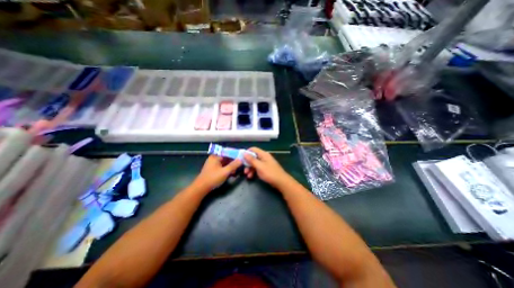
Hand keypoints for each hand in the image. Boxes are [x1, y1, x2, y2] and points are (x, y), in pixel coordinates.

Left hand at [193, 155, 241, 190]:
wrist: (201, 188)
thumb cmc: (213, 178)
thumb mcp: (225, 172)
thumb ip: (234, 165)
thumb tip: (241, 159)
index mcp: (215, 156)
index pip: (228, 152)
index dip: (235, 154)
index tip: (242, 156)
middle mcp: (214, 158)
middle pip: (226, 157)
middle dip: (234, 161)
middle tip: (240, 164)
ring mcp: (213, 164)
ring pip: (225, 162)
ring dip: (231, 166)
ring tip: (236, 171)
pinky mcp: (213, 169)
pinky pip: (222, 166)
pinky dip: (227, 169)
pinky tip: (231, 173)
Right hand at [242, 148, 290, 186]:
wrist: (281, 182)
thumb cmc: (270, 173)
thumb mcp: (259, 166)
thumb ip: (251, 160)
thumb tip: (244, 153)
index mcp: (263, 154)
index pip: (253, 149)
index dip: (247, 152)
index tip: (241, 158)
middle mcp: (264, 157)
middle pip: (253, 157)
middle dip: (247, 163)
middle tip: (244, 170)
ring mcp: (265, 163)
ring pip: (255, 163)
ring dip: (250, 169)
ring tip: (247, 175)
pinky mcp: (266, 169)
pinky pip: (258, 168)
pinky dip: (254, 172)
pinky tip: (251, 177)